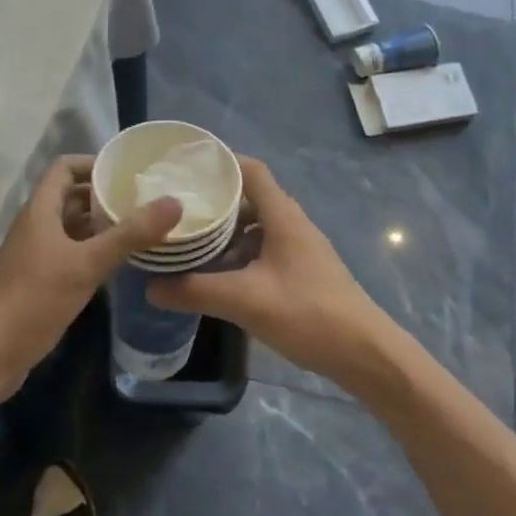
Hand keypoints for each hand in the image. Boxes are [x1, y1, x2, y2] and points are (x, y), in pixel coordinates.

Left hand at [0, 155, 181, 401]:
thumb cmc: (34, 300)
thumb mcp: (86, 264)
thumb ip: (130, 234)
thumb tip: (174, 202)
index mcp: (40, 211)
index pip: (65, 168)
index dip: (94, 163)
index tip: (128, 171)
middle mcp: (36, 226)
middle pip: (71, 197)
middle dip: (105, 195)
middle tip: (145, 200)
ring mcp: (36, 255)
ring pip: (72, 227)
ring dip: (101, 225)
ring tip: (142, 228)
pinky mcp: (39, 281)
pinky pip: (71, 253)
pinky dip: (94, 251)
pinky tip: (121, 263)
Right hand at [147, 156, 395, 389]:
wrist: (364, 353)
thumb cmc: (308, 314)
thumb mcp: (245, 301)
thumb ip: (196, 291)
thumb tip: (150, 286)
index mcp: (282, 216)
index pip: (251, 170)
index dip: (221, 162)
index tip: (186, 166)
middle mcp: (292, 224)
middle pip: (250, 197)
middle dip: (215, 200)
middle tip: (178, 207)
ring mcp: (299, 248)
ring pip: (256, 226)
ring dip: (226, 230)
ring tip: (191, 240)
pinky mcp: (302, 271)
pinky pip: (264, 248)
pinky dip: (240, 253)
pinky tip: (219, 274)